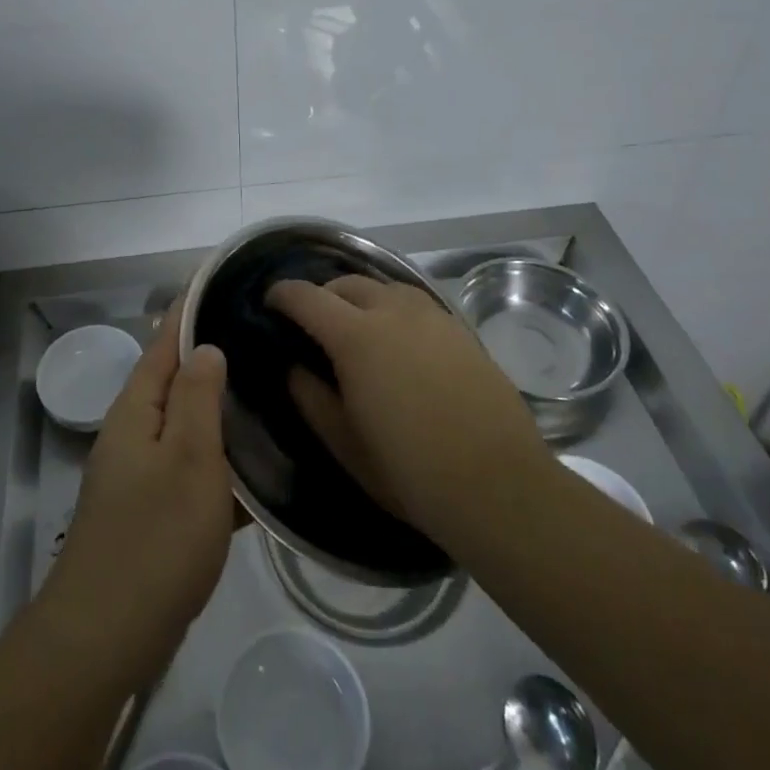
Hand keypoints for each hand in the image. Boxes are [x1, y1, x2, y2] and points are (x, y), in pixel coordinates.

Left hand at [40, 307, 233, 690]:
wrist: (107, 637)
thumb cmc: (155, 537)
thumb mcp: (189, 457)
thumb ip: (198, 397)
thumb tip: (204, 346)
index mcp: (137, 408)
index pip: (166, 340)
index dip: (191, 309)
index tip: (223, 279)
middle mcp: (134, 432)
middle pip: (177, 380)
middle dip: (213, 357)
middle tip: (264, 337)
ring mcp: (141, 474)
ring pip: (189, 426)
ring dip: (223, 410)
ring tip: (272, 391)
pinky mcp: (153, 513)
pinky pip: (193, 469)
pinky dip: (223, 462)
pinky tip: (261, 467)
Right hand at [270, 275, 553, 553]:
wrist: (499, 486)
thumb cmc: (411, 472)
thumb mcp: (345, 445)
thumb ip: (312, 399)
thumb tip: (295, 369)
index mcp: (356, 337)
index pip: (307, 297)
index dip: (283, 294)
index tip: (270, 302)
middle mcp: (392, 312)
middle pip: (346, 283)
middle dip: (322, 294)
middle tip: (313, 322)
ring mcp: (432, 317)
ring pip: (385, 286)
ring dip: (361, 297)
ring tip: (357, 326)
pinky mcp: (461, 330)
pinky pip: (416, 302)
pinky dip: (395, 308)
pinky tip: (400, 340)